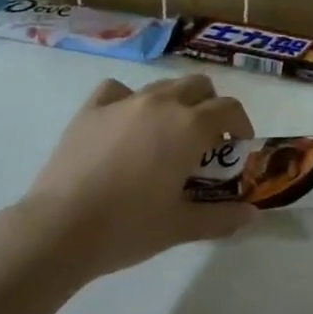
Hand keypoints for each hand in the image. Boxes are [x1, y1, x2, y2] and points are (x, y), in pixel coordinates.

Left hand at [23, 73, 258, 278]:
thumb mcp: (181, 227)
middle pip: (197, 86)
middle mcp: (160, 103)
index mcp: (188, 127)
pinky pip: (119, 91)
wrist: (60, 228)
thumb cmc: (128, 227)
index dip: (240, 124)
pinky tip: (125, 124)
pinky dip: (130, 101)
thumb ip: (221, 218)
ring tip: (166, 137)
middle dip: (209, 106)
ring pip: (161, 86)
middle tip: (206, 141)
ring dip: (174, 103)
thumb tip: (252, 215)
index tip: (237, 147)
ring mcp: (123, 102)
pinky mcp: (90, 109)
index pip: (228, 108)